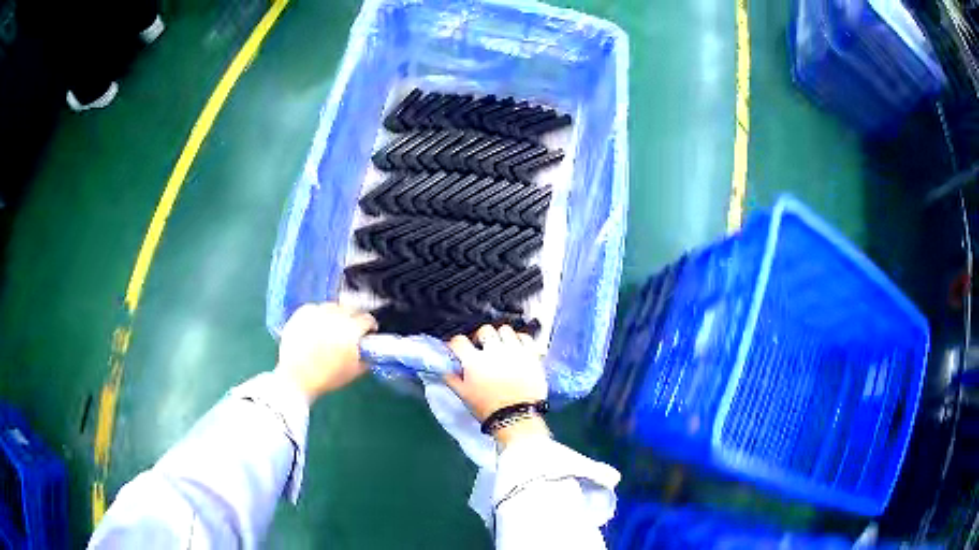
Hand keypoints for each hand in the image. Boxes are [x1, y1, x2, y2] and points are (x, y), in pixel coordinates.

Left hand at [276, 302, 376, 402]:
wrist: (296, 378)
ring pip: (332, 306)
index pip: (367, 319)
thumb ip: (365, 359)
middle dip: (354, 318)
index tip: (368, 332)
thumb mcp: (353, 372)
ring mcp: (317, 313)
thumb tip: (369, 353)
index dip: (370, 326)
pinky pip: (315, 308)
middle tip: (351, 330)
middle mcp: (334, 316)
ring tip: (332, 328)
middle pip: (350, 309)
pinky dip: (319, 315)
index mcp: (350, 330)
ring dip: (336, 315)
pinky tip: (317, 326)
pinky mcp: (301, 313)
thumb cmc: (326, 377)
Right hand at [444, 325, 548, 445]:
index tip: (457, 350)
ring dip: (500, 336)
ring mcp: (514, 351)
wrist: (516, 417)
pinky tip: (517, 349)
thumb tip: (444, 367)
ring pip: (505, 329)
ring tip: (500, 347)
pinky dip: (520, 340)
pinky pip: (525, 337)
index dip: (456, 344)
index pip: (459, 341)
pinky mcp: (531, 355)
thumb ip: (451, 378)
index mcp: (474, 361)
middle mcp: (494, 351)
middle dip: (480, 337)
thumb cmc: (488, 409)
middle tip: (481, 348)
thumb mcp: (463, 395)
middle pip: (484, 330)